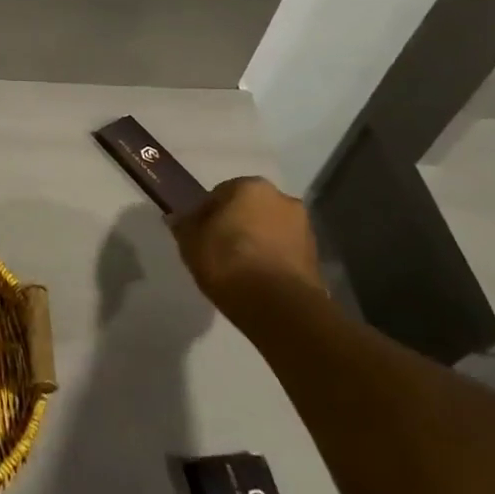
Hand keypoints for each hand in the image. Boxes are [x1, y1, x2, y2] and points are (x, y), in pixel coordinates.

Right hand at [171, 177, 325, 312]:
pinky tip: (256, 278)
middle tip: (218, 248)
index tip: (198, 234)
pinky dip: (270, 258)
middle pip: (248, 209)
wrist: (280, 307)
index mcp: (250, 186)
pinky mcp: (316, 256)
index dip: (205, 214)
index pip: (219, 193)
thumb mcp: (190, 242)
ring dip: (255, 241)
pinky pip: (283, 250)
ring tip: (238, 268)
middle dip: (235, 224)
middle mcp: (282, 198)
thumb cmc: (228, 262)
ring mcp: (304, 227)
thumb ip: (183, 225)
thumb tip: (178, 217)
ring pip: (268, 229)